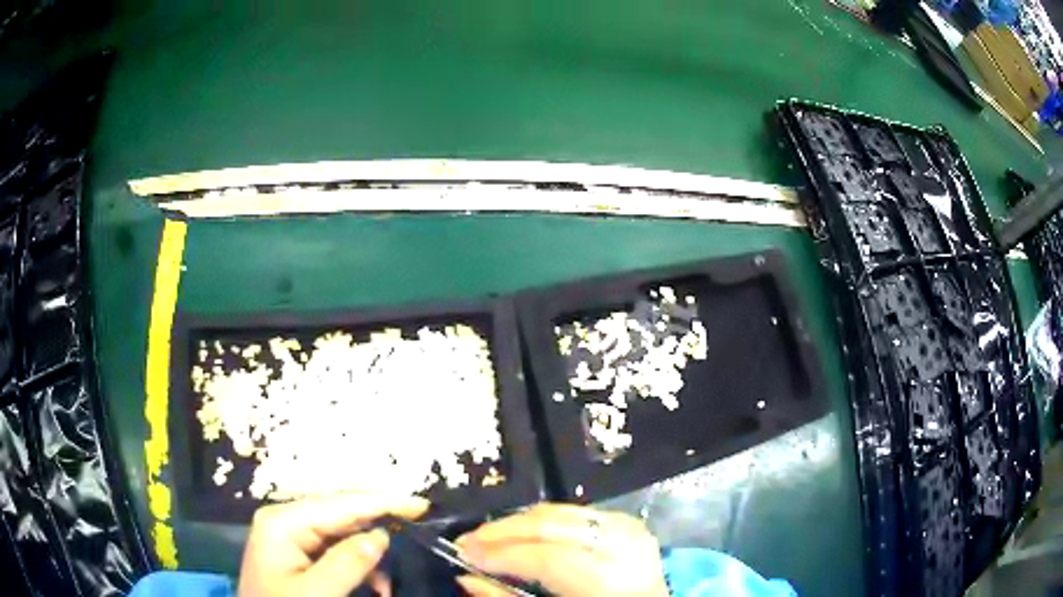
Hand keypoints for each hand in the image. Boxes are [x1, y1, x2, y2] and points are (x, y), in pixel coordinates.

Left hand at [237, 493, 427, 596]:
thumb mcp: (316, 594)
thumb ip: (348, 563)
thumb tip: (382, 534)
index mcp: (283, 522)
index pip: (341, 504)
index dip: (383, 502)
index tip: (422, 504)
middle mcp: (286, 519)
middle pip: (342, 513)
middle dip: (380, 526)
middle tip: (419, 531)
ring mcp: (290, 535)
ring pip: (343, 533)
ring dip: (372, 553)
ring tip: (395, 577)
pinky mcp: (297, 552)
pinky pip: (335, 549)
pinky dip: (360, 565)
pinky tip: (376, 584)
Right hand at [454, 503, 667, 596]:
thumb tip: (465, 576)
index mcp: (610, 580)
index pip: (548, 558)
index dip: (501, 554)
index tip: (463, 553)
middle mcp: (624, 546)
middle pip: (552, 525)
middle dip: (501, 532)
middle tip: (467, 542)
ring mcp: (630, 528)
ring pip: (560, 512)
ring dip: (517, 523)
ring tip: (487, 537)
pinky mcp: (627, 520)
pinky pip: (574, 513)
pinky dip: (542, 521)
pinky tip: (521, 533)